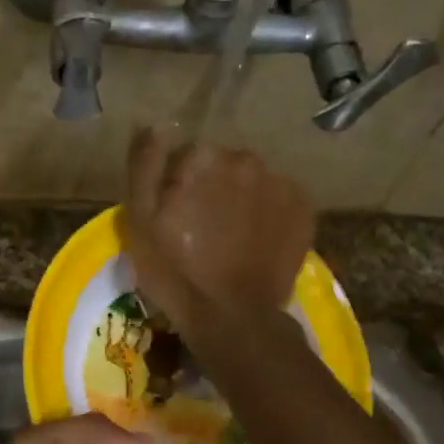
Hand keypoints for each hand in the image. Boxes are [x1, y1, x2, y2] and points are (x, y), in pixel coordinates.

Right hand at [123, 127, 313, 338]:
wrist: (232, 318)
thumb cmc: (175, 271)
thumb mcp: (140, 220)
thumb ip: (145, 164)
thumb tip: (154, 124)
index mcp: (204, 157)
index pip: (186, 156)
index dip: (176, 186)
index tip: (174, 217)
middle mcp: (246, 160)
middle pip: (222, 166)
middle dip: (213, 188)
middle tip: (203, 230)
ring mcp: (280, 184)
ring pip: (252, 182)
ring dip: (241, 199)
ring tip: (232, 239)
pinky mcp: (304, 210)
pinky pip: (278, 201)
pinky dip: (267, 214)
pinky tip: (255, 243)